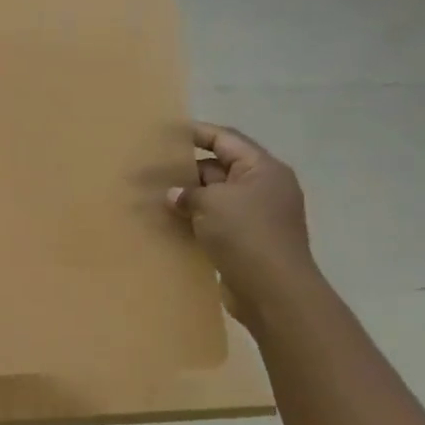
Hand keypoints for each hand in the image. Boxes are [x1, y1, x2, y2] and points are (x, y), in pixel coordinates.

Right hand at [167, 122, 318, 325]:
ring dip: (187, 198)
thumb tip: (174, 194)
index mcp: (262, 169)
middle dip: (185, 170)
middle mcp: (262, 188)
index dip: (197, 133)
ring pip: (214, 198)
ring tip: (153, 197)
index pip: (226, 140)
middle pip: (218, 168)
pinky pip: (214, 222)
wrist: (273, 291)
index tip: (166, 133)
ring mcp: (255, 216)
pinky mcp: (245, 241)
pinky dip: (193, 221)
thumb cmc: (247, 234)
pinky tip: (168, 224)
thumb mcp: (212, 203)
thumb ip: (188, 193)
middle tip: (151, 170)